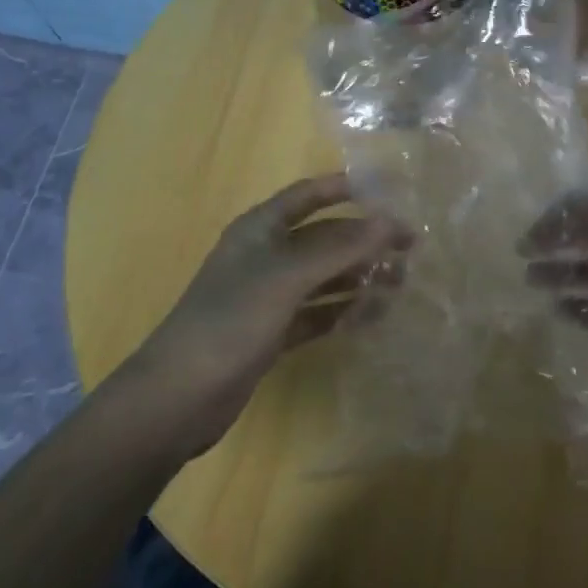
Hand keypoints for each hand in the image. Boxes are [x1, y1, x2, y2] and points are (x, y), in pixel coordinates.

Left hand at [124, 173, 408, 454]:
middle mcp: (266, 255)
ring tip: (401, 283)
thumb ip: (340, 248)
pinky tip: (372, 316)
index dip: (346, 188)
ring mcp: (268, 296)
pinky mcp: (272, 333)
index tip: (389, 192)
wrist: (177, 398)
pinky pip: (317, 312)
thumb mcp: (287, 277)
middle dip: (363, 239)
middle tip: (410, 248)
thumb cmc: (231, 321)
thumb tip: (391, 220)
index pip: (309, 195)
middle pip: (323, 237)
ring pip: (323, 276)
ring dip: (359, 276)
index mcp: (260, 228)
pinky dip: (342, 311)